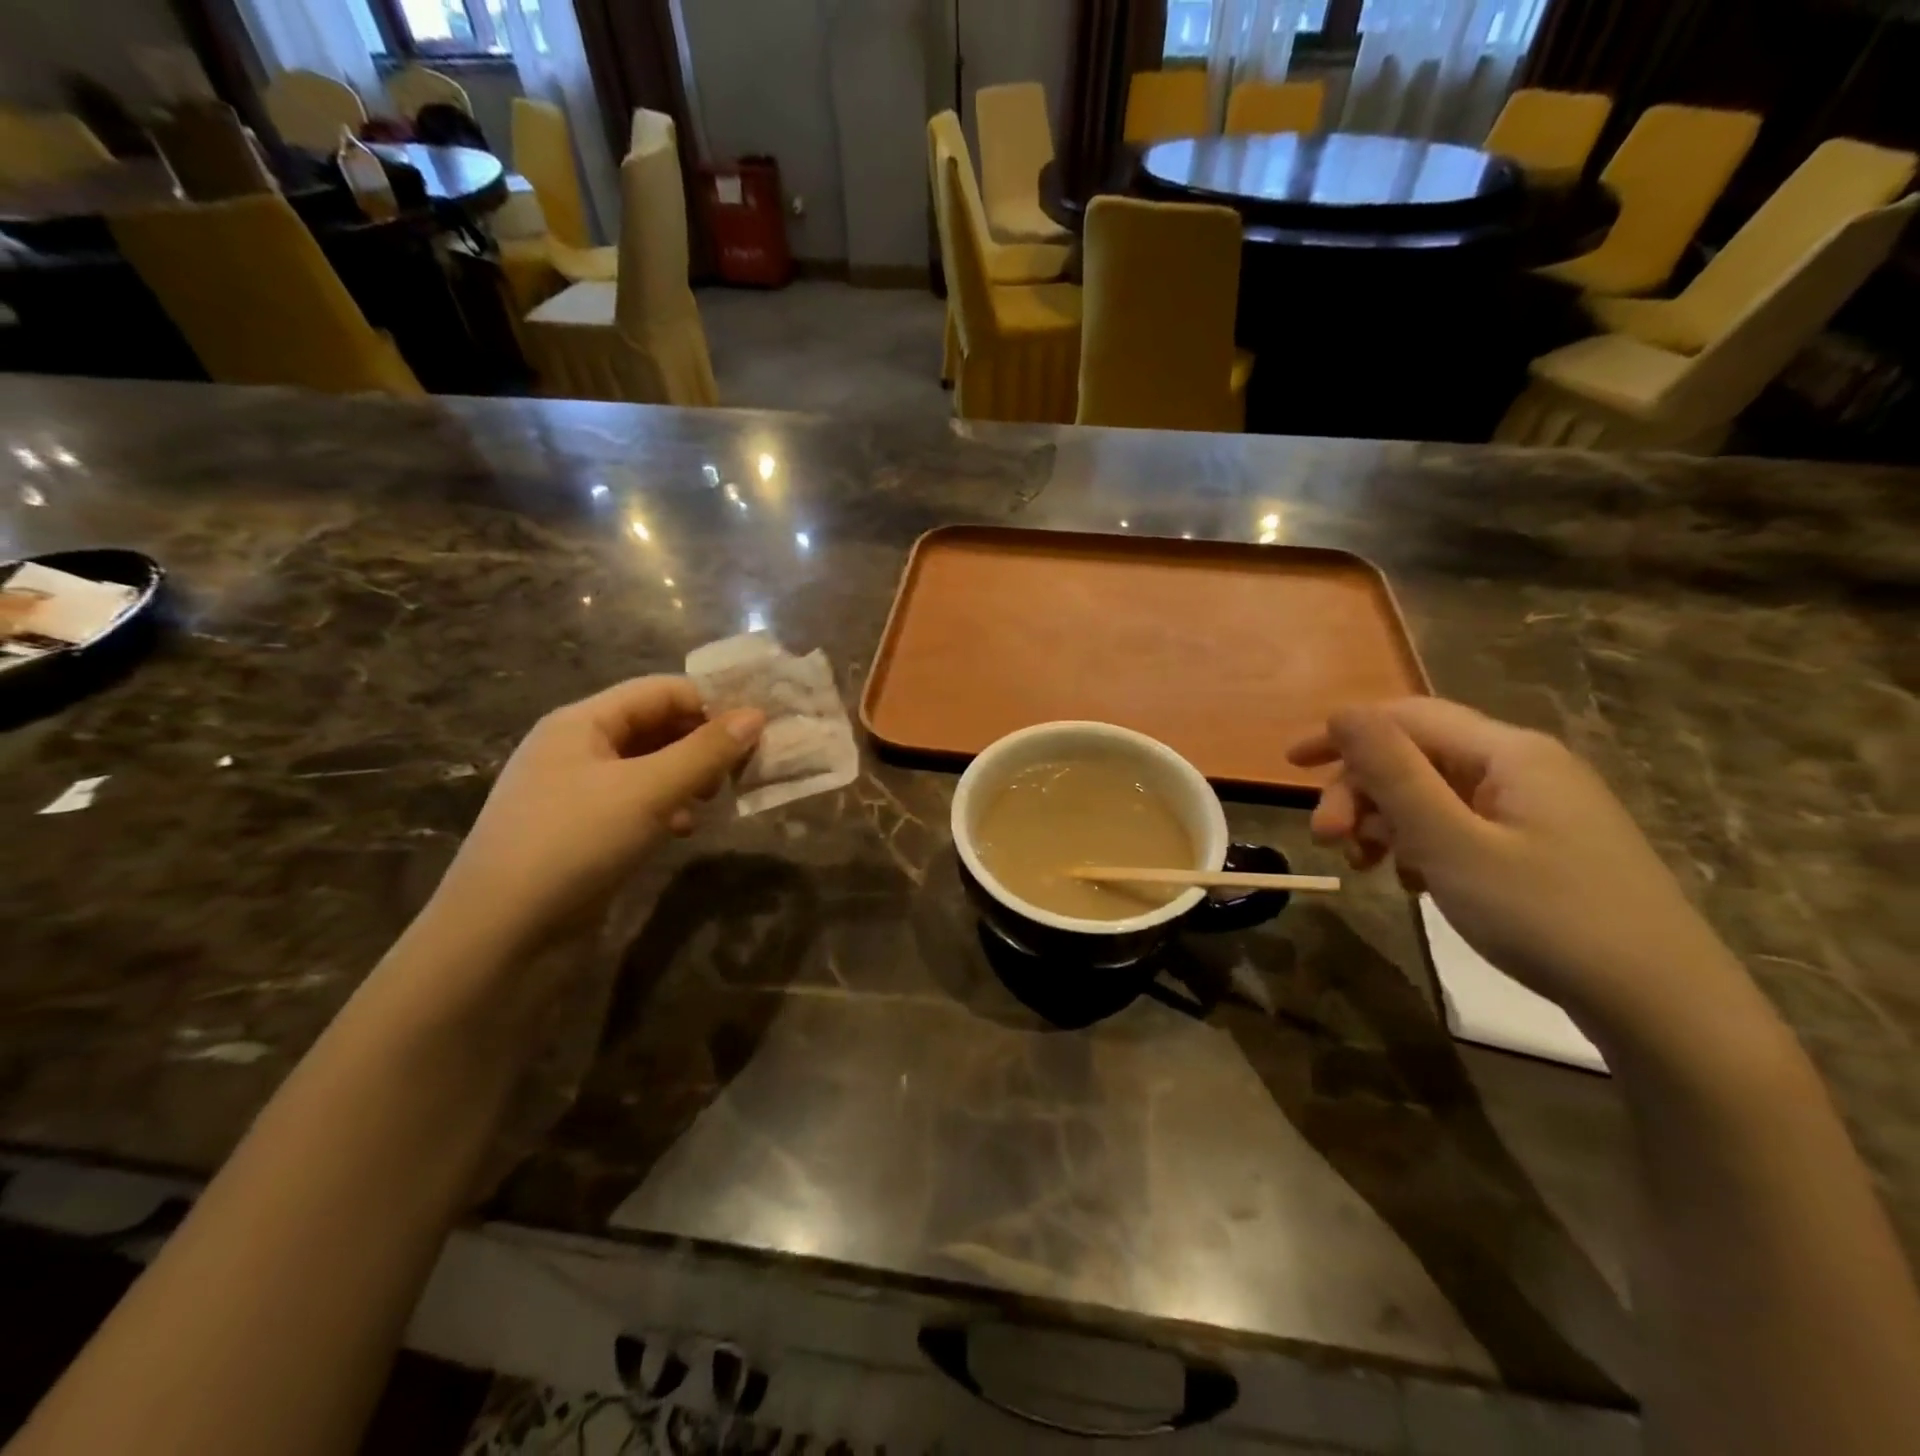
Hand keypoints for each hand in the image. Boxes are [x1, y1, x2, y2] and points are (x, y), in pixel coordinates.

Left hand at [428, 677, 762, 952]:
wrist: (501, 936)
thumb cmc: (575, 843)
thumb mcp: (649, 790)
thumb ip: (706, 752)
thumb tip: (757, 715)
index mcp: (581, 722)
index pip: (659, 691)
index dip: (710, 703)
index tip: (757, 730)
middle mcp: (575, 748)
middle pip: (654, 725)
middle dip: (702, 742)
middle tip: (743, 768)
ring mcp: (575, 792)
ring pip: (648, 767)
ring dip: (687, 776)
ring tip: (716, 799)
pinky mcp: (581, 831)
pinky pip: (635, 803)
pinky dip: (666, 808)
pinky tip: (683, 830)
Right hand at [1289, 698, 1749, 1032]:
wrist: (1664, 1007)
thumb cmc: (1546, 916)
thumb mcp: (1451, 843)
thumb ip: (1393, 773)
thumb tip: (1343, 712)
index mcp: (1508, 753)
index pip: (1406, 717)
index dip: (1342, 734)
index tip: (1290, 767)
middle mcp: (1523, 767)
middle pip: (1416, 757)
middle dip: (1361, 792)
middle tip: (1326, 842)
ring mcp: (1537, 808)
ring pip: (1434, 794)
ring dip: (1385, 821)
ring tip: (1364, 865)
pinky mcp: (1541, 846)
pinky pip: (1460, 826)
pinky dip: (1421, 845)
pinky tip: (1412, 882)